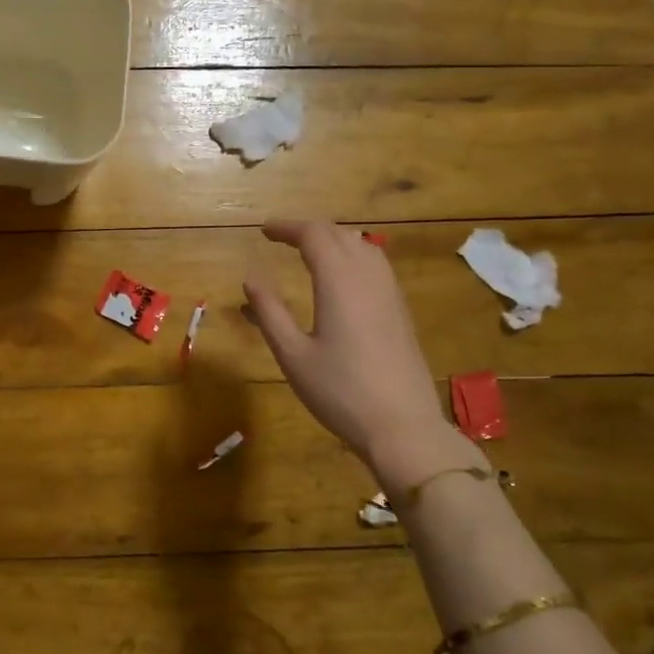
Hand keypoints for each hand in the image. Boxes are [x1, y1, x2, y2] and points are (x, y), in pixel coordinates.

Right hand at [244, 220, 473, 491]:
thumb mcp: (293, 355)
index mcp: (339, 282)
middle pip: (339, 234)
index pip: (314, 235)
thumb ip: (269, 312)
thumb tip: (250, 277)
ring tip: (308, 251)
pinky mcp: (400, 310)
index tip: (264, 230)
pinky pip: (375, 264)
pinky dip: (352, 255)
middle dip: (308, 229)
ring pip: (362, 246)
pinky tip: (341, 277)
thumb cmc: (340, 392)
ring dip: (333, 239)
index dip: (287, 227)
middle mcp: (368, 277)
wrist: (402, 426)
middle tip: (281, 238)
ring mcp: (390, 292)